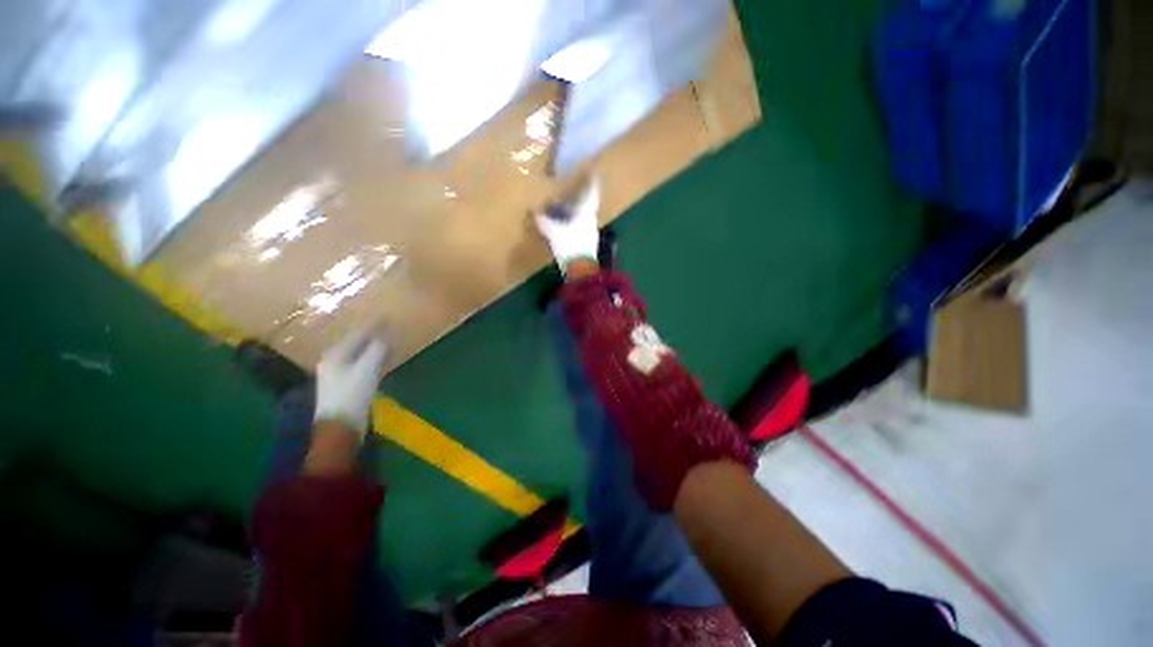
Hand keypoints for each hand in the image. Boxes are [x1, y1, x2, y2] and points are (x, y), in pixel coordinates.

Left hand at [314, 328, 388, 434]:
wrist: (340, 425)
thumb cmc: (352, 394)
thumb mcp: (367, 369)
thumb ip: (377, 349)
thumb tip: (386, 335)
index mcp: (336, 354)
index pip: (358, 333)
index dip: (374, 325)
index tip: (388, 316)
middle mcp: (334, 360)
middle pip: (357, 342)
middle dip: (373, 334)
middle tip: (389, 326)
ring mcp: (338, 373)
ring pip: (359, 353)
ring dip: (373, 346)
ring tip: (388, 339)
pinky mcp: (346, 384)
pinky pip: (362, 363)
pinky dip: (373, 358)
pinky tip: (382, 358)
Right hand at [535, 175, 600, 272]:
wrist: (581, 270)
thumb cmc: (569, 246)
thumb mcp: (552, 231)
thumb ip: (543, 221)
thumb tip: (534, 213)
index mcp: (586, 212)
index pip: (592, 192)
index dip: (592, 180)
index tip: (592, 170)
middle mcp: (591, 220)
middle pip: (587, 204)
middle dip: (578, 197)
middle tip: (569, 190)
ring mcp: (590, 232)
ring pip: (582, 217)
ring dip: (574, 212)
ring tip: (562, 208)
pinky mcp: (587, 243)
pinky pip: (579, 228)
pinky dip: (572, 224)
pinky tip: (563, 226)